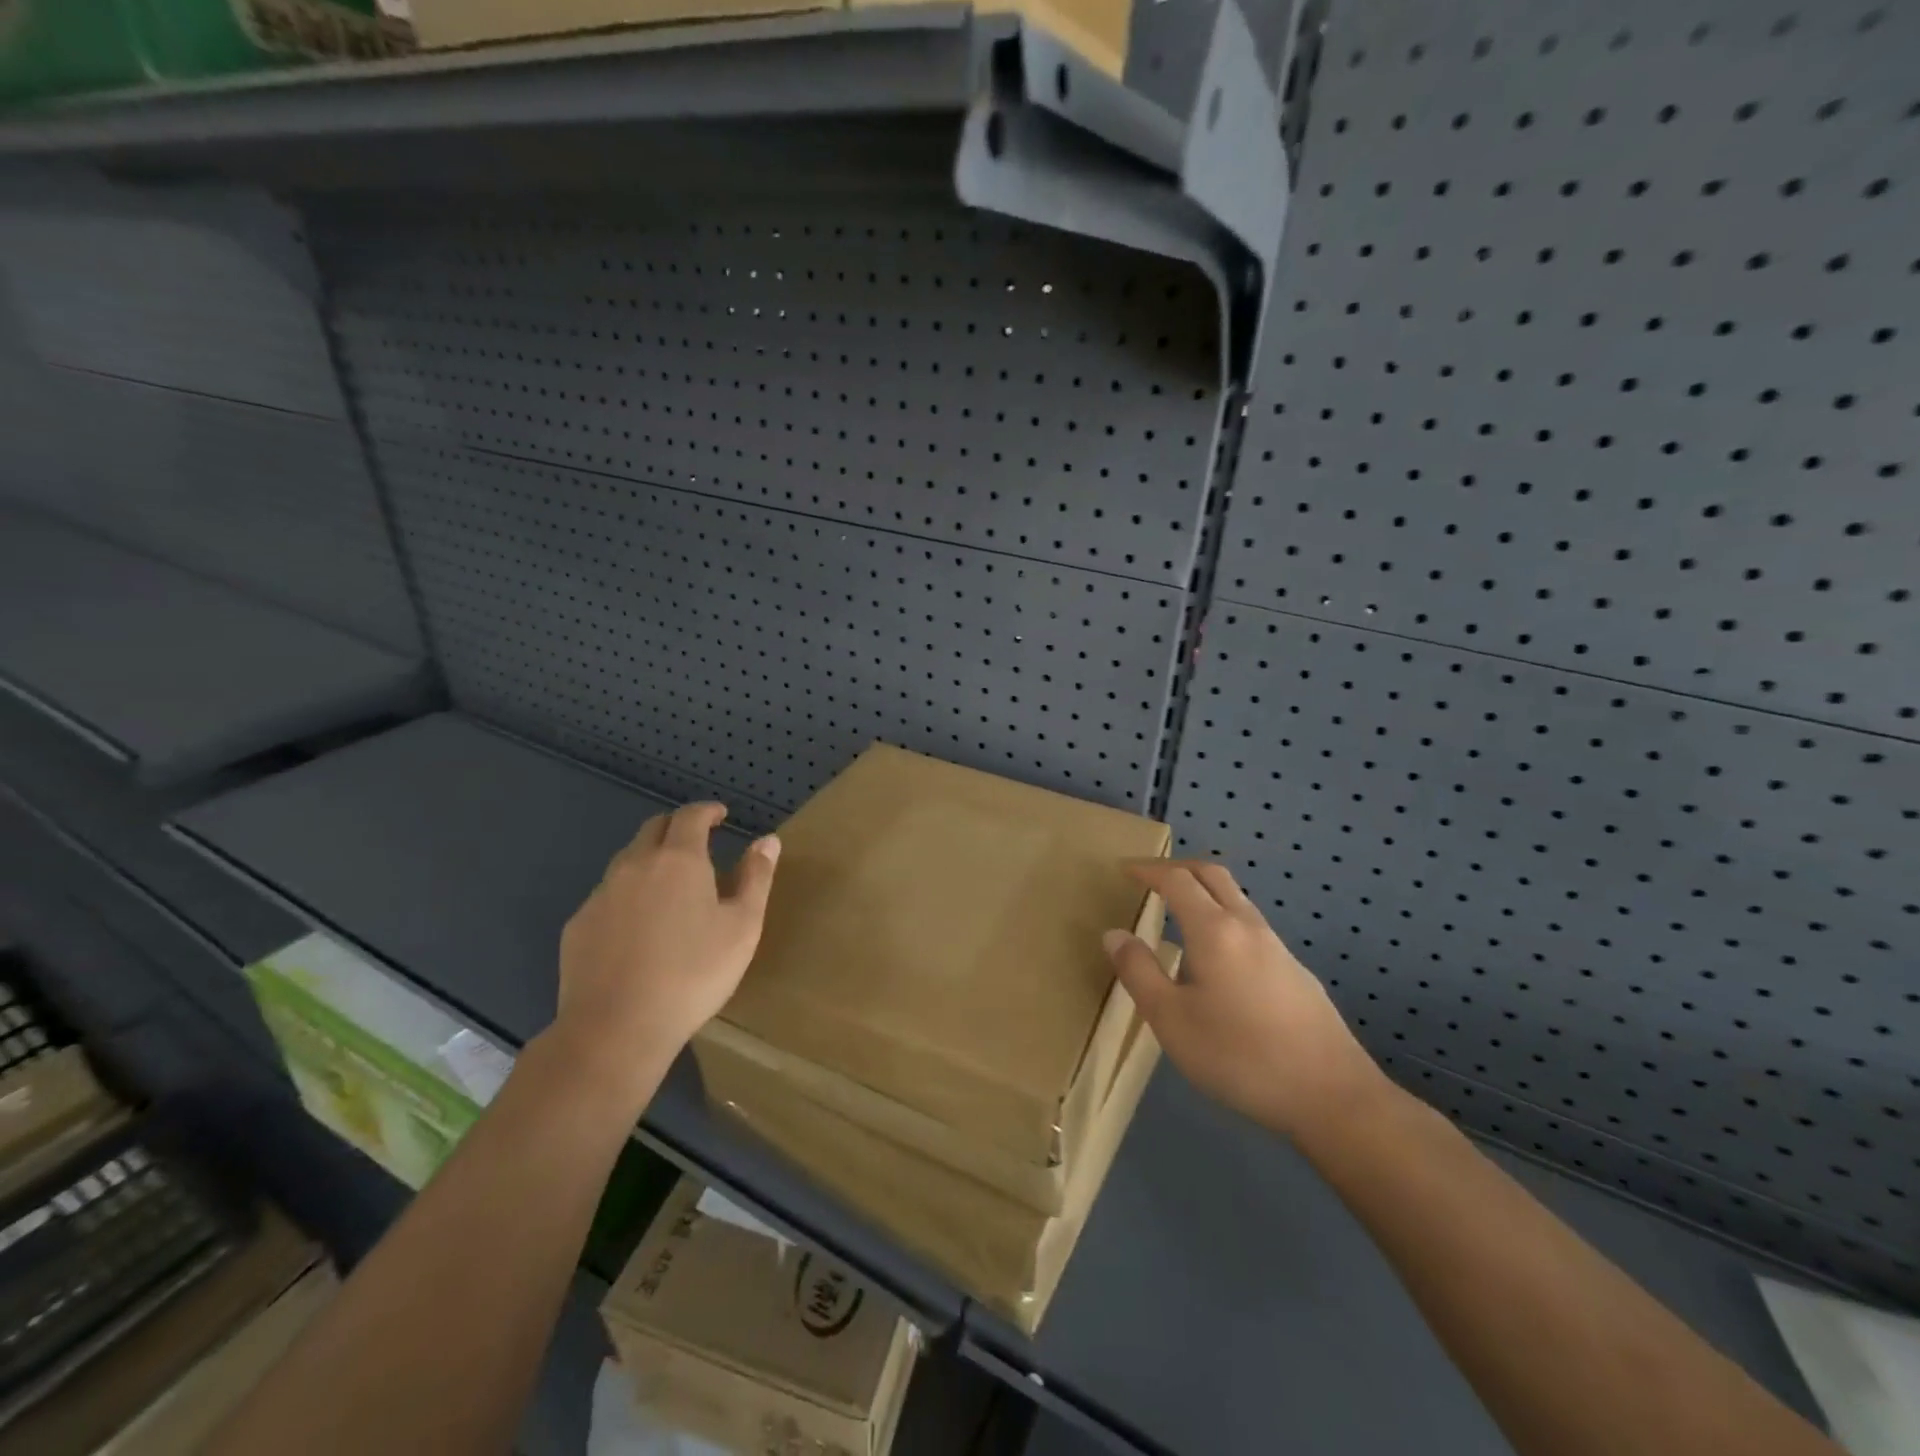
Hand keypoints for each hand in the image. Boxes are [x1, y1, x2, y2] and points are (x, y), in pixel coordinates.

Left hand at [553, 804, 779, 1103]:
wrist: (615, 1029)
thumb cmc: (693, 974)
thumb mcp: (742, 927)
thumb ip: (756, 877)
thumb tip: (768, 840)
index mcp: (679, 860)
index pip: (690, 816)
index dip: (707, 811)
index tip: (720, 815)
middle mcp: (634, 865)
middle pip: (653, 829)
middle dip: (677, 828)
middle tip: (698, 845)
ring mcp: (601, 895)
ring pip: (627, 861)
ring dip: (650, 861)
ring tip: (669, 888)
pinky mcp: (578, 926)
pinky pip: (608, 896)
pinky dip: (628, 896)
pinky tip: (638, 929)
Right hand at [1103, 860, 1386, 1140]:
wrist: (1331, 1095)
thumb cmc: (1239, 1055)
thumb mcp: (1171, 1019)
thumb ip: (1139, 972)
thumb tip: (1114, 934)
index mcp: (1214, 930)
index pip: (1177, 880)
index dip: (1148, 870)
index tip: (1125, 870)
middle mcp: (1248, 926)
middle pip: (1213, 876)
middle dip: (1179, 868)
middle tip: (1150, 878)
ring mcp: (1278, 948)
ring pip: (1236, 900)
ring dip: (1204, 893)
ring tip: (1179, 916)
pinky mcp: (1296, 973)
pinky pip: (1251, 928)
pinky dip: (1224, 921)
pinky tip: (1217, 962)